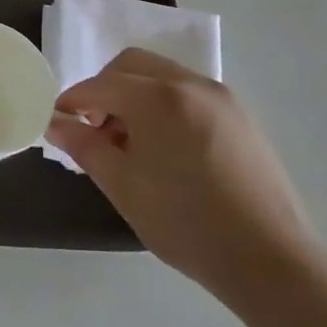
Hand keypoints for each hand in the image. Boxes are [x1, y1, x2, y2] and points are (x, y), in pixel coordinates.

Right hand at [47, 48, 319, 307]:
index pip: (99, 85)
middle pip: (131, 65)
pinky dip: (164, 105)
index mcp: (157, 98)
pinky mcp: (241, 117)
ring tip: (131, 143)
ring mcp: (221, 98)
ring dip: (135, 95)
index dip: (72, 101)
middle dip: (104, 89)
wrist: (270, 261)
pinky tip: (165, 148)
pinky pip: (188, 93)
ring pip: (162, 76)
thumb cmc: (185, 222)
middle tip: (95, 128)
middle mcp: (190, 84)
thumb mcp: (122, 185)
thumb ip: (83, 146)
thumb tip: (56, 123)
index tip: (58, 122)